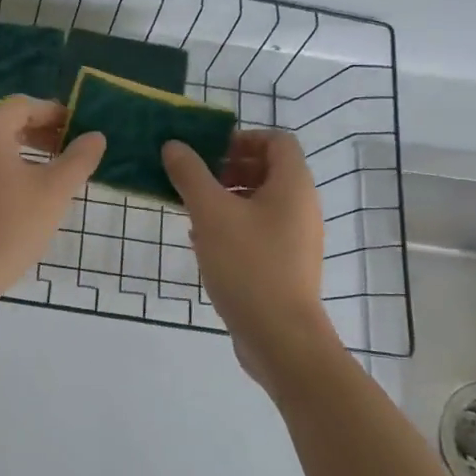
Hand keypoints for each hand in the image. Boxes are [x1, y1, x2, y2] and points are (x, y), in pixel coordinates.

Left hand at [0, 96, 105, 300]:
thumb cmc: (10, 226)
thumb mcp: (54, 190)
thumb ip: (79, 158)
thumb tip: (95, 136)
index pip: (25, 106)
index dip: (55, 114)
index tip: (80, 131)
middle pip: (6, 120)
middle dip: (40, 131)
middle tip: (69, 149)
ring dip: (23, 148)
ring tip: (51, 170)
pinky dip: (2, 165)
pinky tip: (22, 190)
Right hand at [162, 130, 331, 391]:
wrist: (280, 337)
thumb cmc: (248, 264)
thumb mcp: (210, 213)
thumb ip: (190, 174)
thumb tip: (174, 146)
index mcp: (293, 185)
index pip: (277, 140)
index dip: (243, 137)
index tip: (208, 151)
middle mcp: (301, 206)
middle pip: (269, 169)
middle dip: (229, 167)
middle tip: (195, 178)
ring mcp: (296, 237)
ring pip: (261, 201)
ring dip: (227, 197)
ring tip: (193, 209)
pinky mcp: (286, 264)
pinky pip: (260, 229)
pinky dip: (233, 224)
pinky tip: (203, 240)